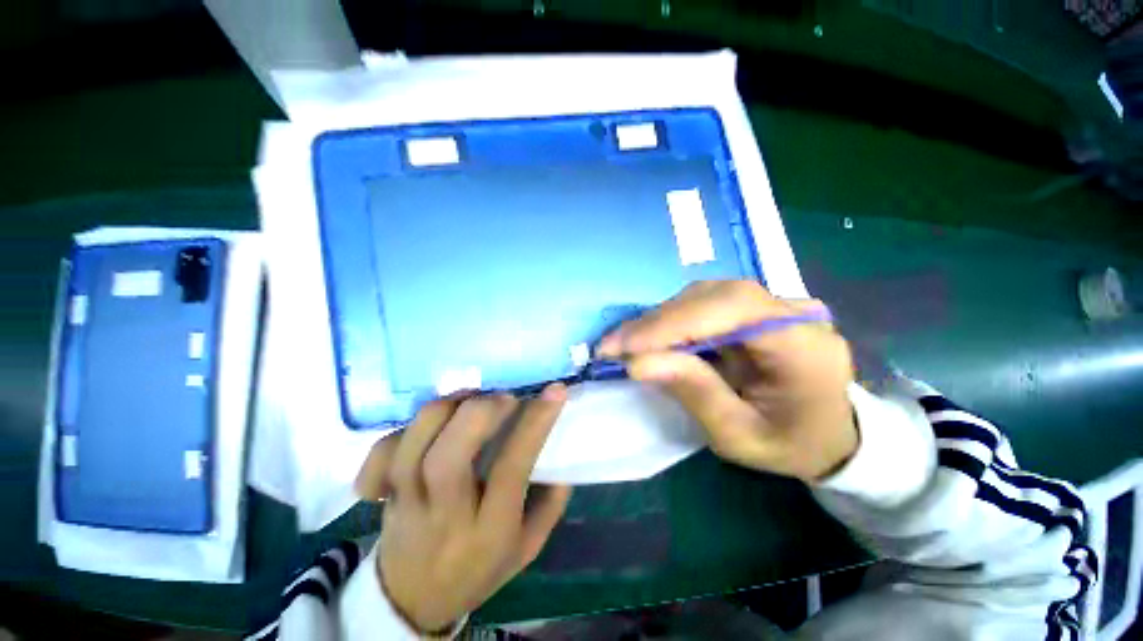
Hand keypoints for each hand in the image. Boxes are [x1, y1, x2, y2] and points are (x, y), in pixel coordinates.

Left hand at [354, 386, 571, 632]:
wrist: (413, 601)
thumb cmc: (480, 569)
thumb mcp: (528, 546)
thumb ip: (550, 502)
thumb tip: (560, 452)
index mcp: (489, 531)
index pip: (511, 469)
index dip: (534, 424)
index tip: (554, 391)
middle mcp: (443, 517)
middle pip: (448, 457)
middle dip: (480, 412)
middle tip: (504, 397)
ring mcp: (405, 504)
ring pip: (412, 446)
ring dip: (446, 410)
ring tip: (470, 401)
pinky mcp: (382, 494)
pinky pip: (381, 453)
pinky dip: (403, 430)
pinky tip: (428, 428)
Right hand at [597, 281, 857, 481]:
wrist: (828, 433)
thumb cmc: (788, 444)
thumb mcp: (739, 435)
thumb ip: (694, 393)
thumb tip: (637, 363)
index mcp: (804, 345)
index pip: (733, 309)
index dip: (674, 322)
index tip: (626, 346)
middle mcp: (792, 311)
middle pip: (713, 296)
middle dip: (658, 321)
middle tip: (614, 345)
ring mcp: (774, 304)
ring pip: (704, 295)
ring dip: (660, 319)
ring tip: (627, 343)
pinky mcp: (755, 308)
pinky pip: (704, 303)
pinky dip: (671, 320)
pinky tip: (650, 338)